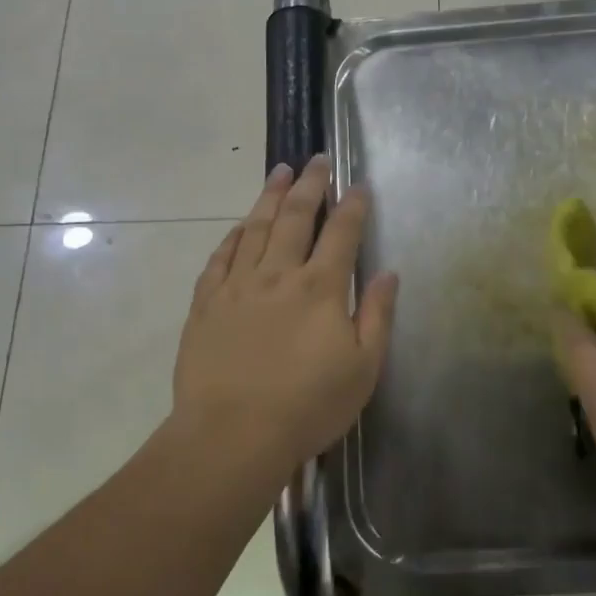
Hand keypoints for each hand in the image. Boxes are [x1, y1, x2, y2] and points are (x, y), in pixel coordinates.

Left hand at [172, 155, 397, 477]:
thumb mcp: (363, 368)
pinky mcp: (206, 304)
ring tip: (278, 171)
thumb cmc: (308, 406)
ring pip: (255, 228)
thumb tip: (388, 272)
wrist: (232, 434)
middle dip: (309, 185)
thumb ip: (377, 315)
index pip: (341, 234)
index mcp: (320, 288)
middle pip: (295, 217)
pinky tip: (239, 226)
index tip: (358, 184)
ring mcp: (237, 286)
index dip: (352, 206)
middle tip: (316, 161)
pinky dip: (232, 236)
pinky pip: (220, 258)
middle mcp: (278, 275)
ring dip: (269, 197)